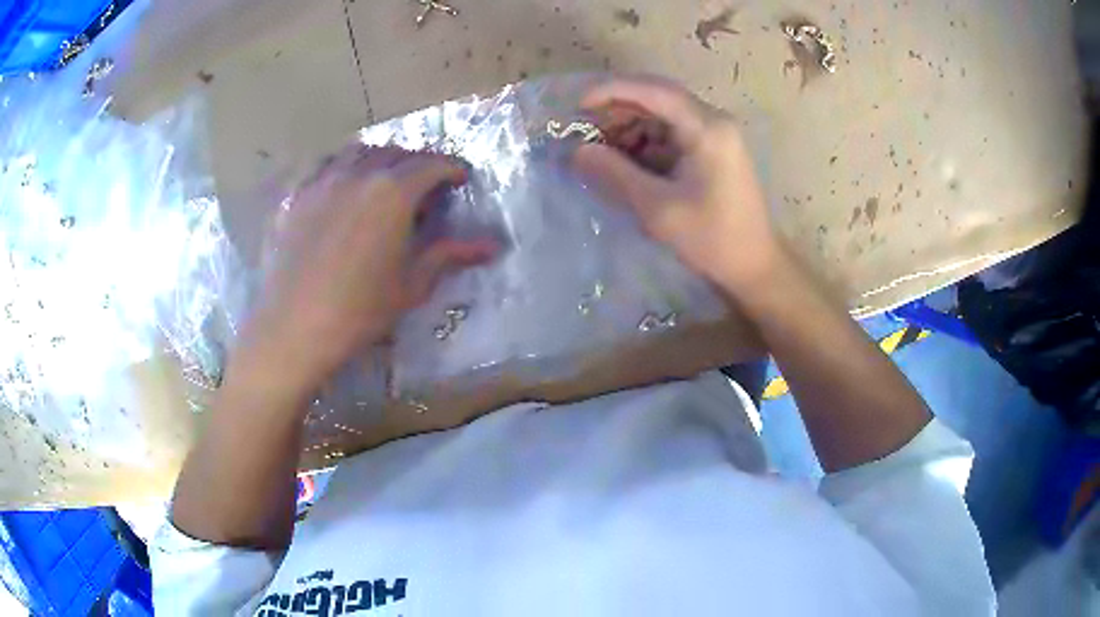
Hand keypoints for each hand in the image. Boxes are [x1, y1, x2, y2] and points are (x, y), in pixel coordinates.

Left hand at [233, 145, 496, 400]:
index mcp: (393, 192)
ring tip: (386, 179)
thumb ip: (450, 254)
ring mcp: (323, 180)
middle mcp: (359, 173)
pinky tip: (344, 187)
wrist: (294, 327)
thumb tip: (493, 246)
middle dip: (419, 162)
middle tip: (428, 184)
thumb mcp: (412, 284)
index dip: (452, 168)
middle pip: (397, 152)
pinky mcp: (297, 195)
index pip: (433, 164)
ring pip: (360, 151)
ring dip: (382, 158)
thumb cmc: (360, 310)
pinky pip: (327, 165)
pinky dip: (345, 166)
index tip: (461, 178)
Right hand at [573, 76, 778, 298]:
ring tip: (601, 153)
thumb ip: (614, 174)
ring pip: (662, 116)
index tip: (577, 106)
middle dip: (617, 111)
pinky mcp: (712, 151)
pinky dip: (644, 143)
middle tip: (584, 133)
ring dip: (629, 128)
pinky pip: (671, 134)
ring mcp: (715, 135)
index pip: (653, 90)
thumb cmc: (712, 238)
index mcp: (707, 128)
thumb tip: (576, 151)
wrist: (754, 266)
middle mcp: (713, 121)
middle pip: (657, 98)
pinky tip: (626, 163)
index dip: (611, 91)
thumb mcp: (657, 208)